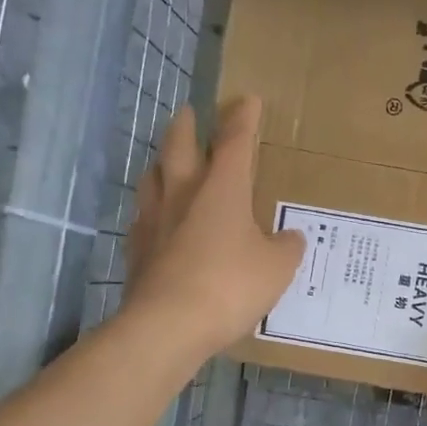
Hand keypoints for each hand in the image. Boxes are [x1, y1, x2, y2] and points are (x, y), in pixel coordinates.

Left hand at [125, 97, 304, 359]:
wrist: (167, 325)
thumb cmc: (230, 285)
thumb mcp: (277, 268)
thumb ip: (286, 247)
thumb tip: (289, 237)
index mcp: (221, 188)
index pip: (234, 142)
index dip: (242, 119)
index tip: (246, 99)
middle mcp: (182, 193)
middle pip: (180, 146)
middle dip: (188, 126)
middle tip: (191, 114)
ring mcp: (153, 220)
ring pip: (153, 176)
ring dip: (162, 162)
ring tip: (168, 162)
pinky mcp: (137, 249)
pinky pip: (143, 216)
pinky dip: (152, 208)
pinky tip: (157, 218)